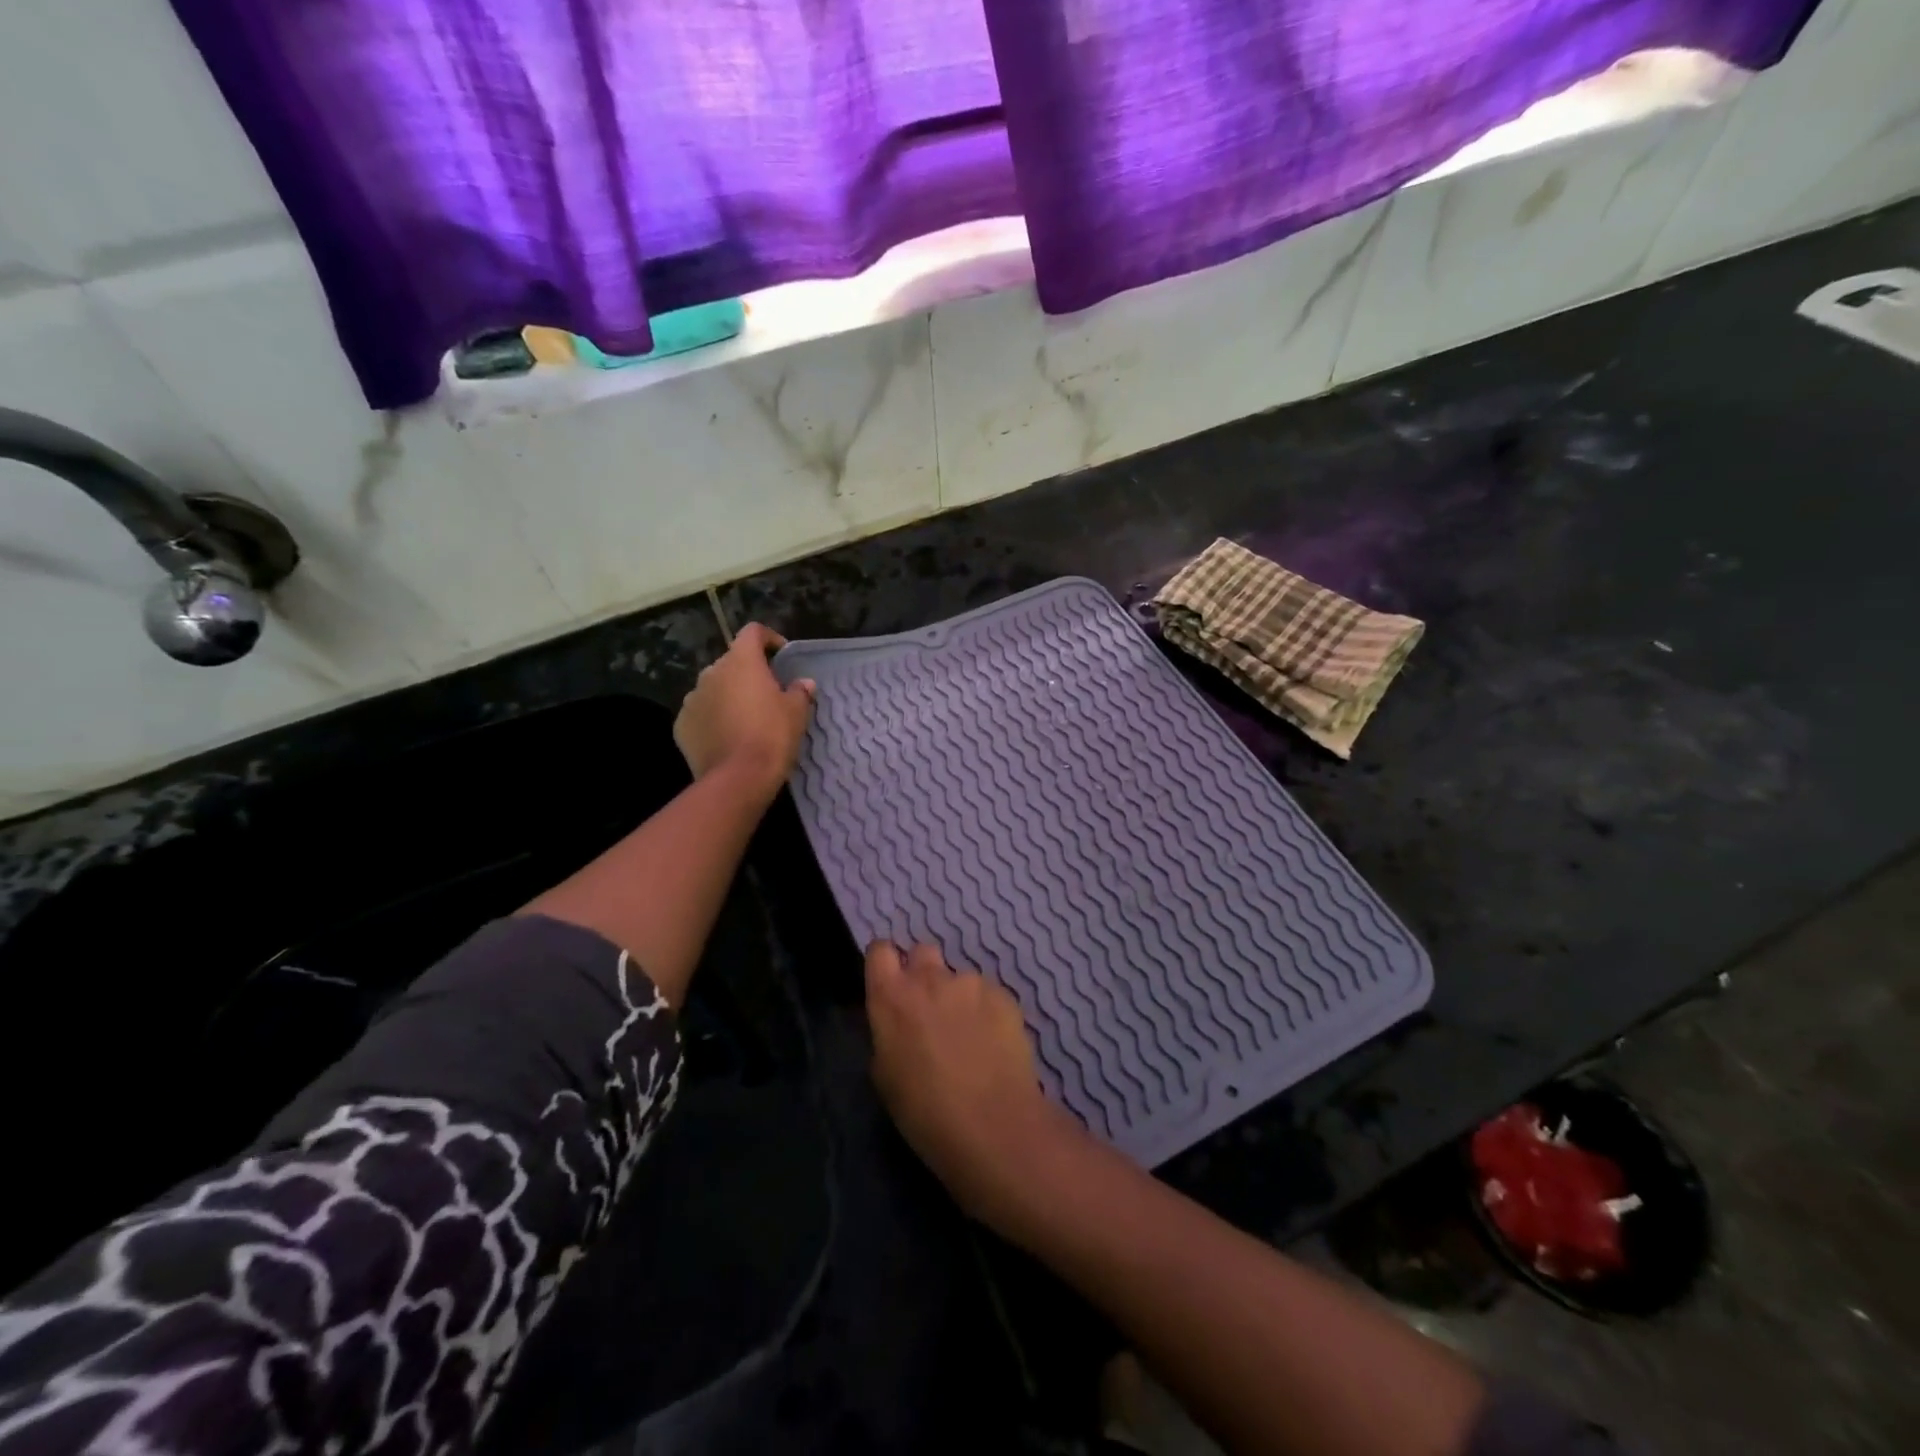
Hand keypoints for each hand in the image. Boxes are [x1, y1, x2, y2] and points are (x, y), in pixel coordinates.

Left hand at [674, 623, 815, 800]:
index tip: (782, 656)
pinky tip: (727, 737)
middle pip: (732, 662)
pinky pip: (700, 713)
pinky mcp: (681, 724)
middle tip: (767, 694)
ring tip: (745, 718)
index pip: (752, 632)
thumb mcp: (797, 713)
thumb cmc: (772, 736)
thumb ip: (800, 692)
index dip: (769, 639)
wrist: (737, 779)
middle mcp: (711, 672)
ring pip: (714, 688)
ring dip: (728, 695)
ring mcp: (692, 698)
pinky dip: (713, 718)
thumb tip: (804, 683)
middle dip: (748, 673)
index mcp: (741, 662)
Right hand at [865, 941, 1084, 1228]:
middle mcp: (930, 978)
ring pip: (959, 979)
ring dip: (958, 998)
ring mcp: (970, 983)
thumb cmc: (925, 1114)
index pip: (880, 951)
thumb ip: (888, 1033)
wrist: (994, 1127)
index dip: (885, 963)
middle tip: (930, 1011)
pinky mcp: (1004, 995)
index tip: (890, 983)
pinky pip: (988, 995)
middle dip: (923, 973)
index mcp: (891, 998)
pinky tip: (993, 1045)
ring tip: (969, 1039)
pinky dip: (987, 1012)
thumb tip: (898, 1023)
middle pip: (922, 952)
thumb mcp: (885, 1075)